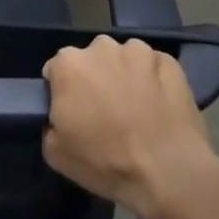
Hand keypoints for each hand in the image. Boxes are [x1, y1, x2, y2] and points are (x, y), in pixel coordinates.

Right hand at [43, 35, 218, 218]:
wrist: (167, 172)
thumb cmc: (106, 162)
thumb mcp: (56, 153)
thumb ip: (50, 122)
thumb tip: (59, 116)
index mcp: (68, 63)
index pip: (57, 70)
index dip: (64, 93)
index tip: (75, 114)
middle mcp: (101, 46)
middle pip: (92, 59)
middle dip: (96, 79)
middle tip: (106, 113)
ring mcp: (138, 50)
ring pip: (124, 59)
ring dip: (125, 76)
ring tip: (137, 110)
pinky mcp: (168, 61)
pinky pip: (154, 67)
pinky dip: (154, 81)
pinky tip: (160, 108)